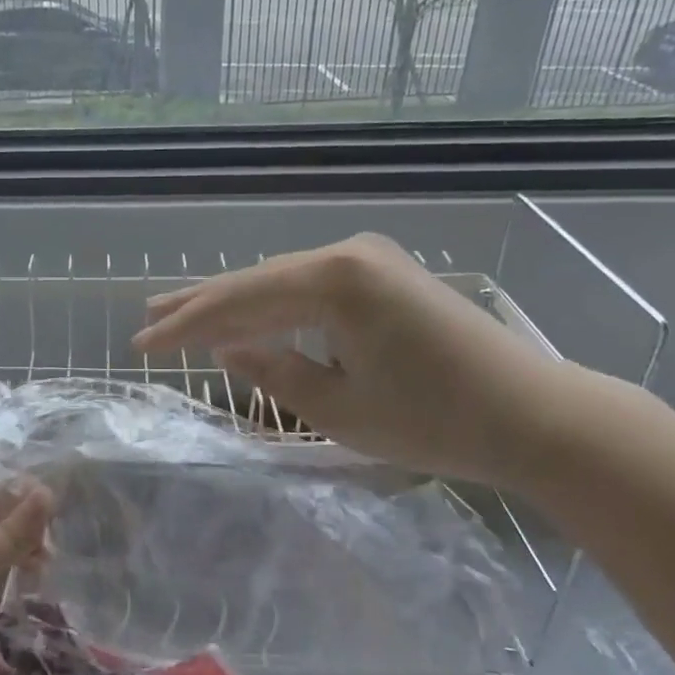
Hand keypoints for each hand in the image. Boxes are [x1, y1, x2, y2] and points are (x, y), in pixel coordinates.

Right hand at [132, 233, 572, 489]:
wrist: (534, 415)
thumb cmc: (434, 421)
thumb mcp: (338, 408)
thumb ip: (273, 372)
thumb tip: (226, 351)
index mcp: (334, 280)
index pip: (239, 302)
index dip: (185, 326)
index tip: (140, 343)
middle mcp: (348, 254)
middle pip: (255, 281)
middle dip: (199, 306)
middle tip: (147, 319)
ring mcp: (370, 260)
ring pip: (280, 282)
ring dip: (233, 304)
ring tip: (179, 314)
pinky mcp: (385, 276)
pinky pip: (309, 288)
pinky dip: (273, 308)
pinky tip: (246, 320)